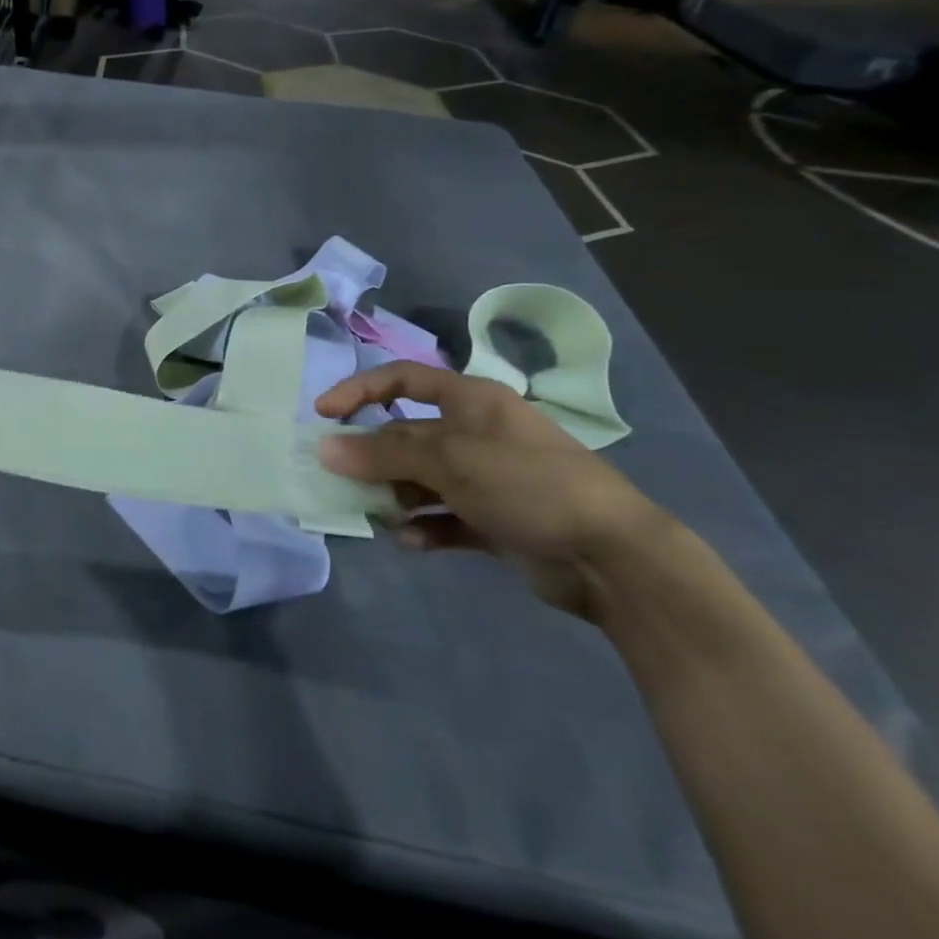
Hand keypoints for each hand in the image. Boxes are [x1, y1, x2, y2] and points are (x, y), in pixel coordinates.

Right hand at [315, 362, 671, 619]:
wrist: (615, 559)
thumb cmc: (529, 485)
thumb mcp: (451, 460)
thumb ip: (384, 454)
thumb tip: (324, 449)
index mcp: (471, 402)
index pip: (401, 379)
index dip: (358, 390)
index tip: (322, 415)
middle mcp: (476, 433)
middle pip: (406, 435)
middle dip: (373, 457)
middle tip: (342, 479)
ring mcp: (487, 479)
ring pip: (421, 479)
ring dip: (396, 497)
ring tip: (385, 516)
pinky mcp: (495, 520)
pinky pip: (444, 518)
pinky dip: (425, 528)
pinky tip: (414, 542)